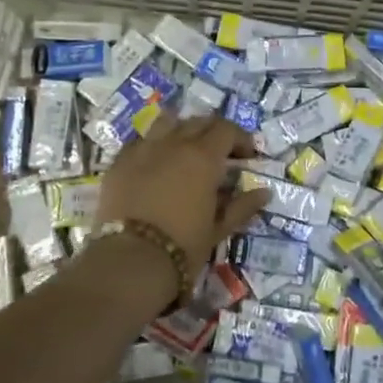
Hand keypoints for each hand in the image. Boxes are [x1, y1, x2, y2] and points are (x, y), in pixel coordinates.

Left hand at [95, 113, 271, 271]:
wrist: (129, 261)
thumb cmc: (182, 247)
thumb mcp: (218, 230)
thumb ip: (242, 207)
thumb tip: (264, 192)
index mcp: (203, 157)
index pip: (226, 129)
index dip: (241, 139)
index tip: (248, 156)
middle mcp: (174, 143)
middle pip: (198, 122)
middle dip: (214, 132)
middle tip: (221, 154)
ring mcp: (143, 149)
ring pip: (167, 122)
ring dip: (182, 130)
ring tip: (186, 150)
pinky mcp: (119, 161)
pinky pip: (140, 140)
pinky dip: (154, 144)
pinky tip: (156, 162)